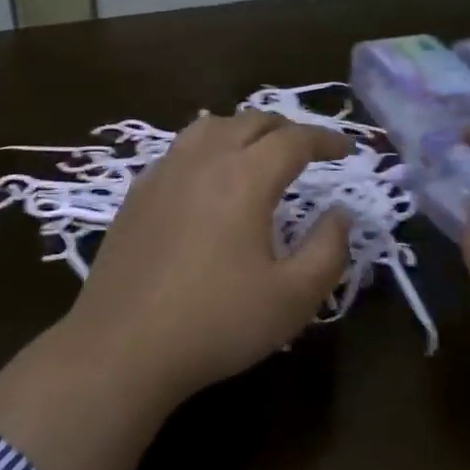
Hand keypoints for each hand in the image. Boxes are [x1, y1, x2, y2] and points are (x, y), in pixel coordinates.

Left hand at [55, 109, 353, 403]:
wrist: (123, 347)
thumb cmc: (217, 322)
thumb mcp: (293, 297)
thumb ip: (328, 250)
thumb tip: (340, 213)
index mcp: (244, 177)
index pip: (294, 140)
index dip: (325, 139)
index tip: (346, 149)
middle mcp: (202, 160)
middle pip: (250, 122)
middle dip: (286, 128)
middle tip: (307, 149)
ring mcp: (163, 174)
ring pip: (209, 127)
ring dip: (243, 130)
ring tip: (258, 152)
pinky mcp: (136, 194)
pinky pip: (179, 150)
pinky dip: (207, 148)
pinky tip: (207, 178)